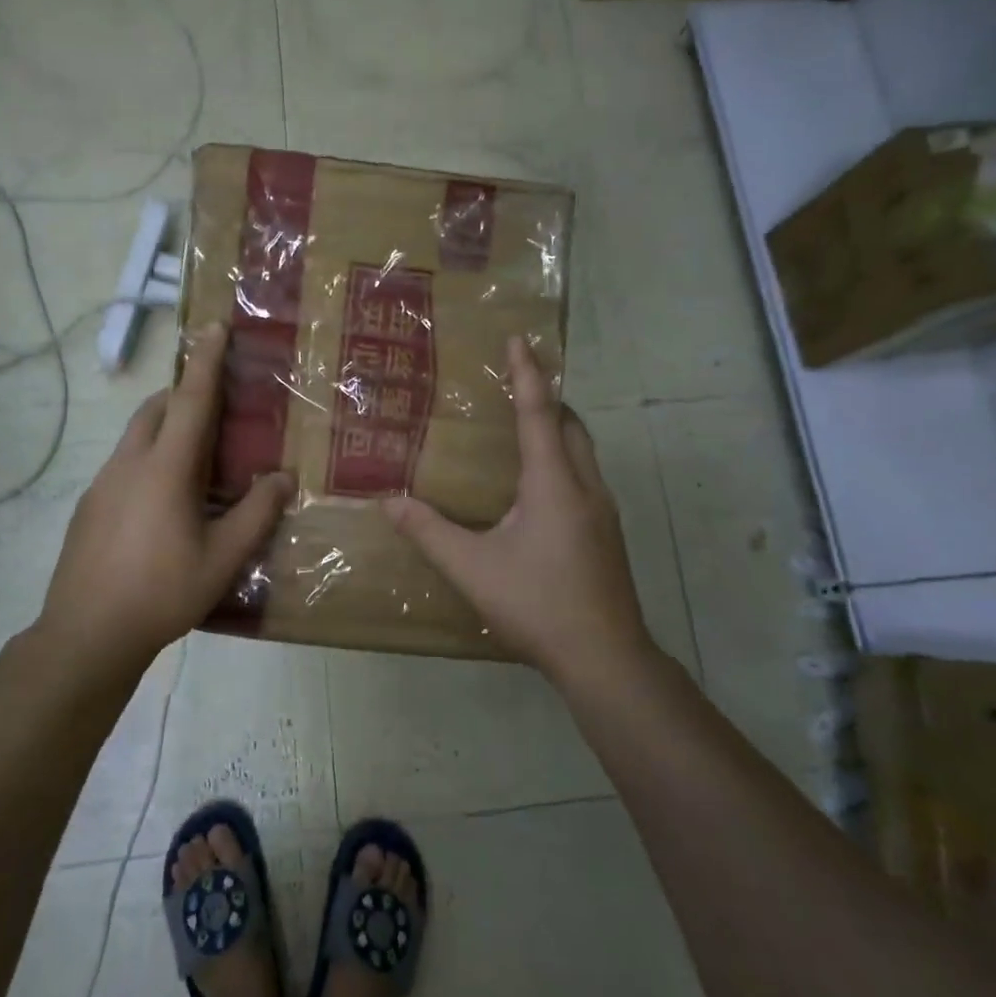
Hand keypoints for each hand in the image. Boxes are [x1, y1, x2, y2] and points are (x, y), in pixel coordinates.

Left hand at [39, 322, 293, 668]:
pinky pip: (124, 463)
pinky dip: (148, 458)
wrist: (85, 635)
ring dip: (165, 427)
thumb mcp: (222, 558)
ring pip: (136, 435)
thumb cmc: (162, 592)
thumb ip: (256, 514)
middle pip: (156, 409)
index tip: (214, 327)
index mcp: (165, 469)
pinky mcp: (89, 505)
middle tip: (215, 404)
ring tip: (195, 457)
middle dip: (183, 393)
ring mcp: (102, 483)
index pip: (191, 400)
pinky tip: (163, 502)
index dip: (205, 361)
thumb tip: (282, 477)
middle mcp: (129, 464)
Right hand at [384, 336, 648, 682]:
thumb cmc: (537, 604)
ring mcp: (603, 510)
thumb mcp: (473, 568)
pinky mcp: (607, 532)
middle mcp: (585, 486)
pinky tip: (538, 485)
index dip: (528, 373)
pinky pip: (585, 474)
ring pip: (583, 450)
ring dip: (558, 427)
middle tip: (514, 383)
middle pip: (571, 424)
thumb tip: (388, 502)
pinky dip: (563, 457)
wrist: (606, 658)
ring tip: (523, 425)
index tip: (519, 338)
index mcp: (554, 483)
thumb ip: (429, 532)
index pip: (540, 412)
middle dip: (547, 396)